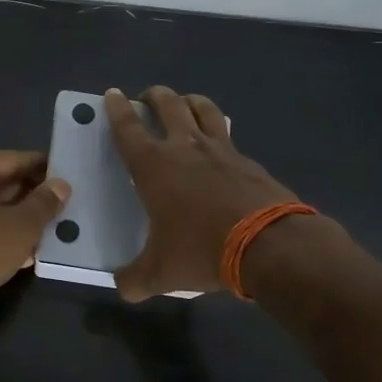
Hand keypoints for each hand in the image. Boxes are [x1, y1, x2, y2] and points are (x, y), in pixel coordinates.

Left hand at [0, 151, 70, 330]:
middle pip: (1, 183)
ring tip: (51, 230)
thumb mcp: (21, 226)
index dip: (43, 167)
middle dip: (32, 195)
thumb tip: (61, 184)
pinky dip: (1, 236)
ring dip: (19, 219)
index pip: (14, 159)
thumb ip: (44, 203)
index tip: (69, 176)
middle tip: (64, 206)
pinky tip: (26, 253)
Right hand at [105, 87, 301, 300]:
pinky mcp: (249, 160)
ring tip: (184, 104)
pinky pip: (228, 135)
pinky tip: (219, 146)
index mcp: (154, 165)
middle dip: (154, 96)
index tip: (112, 94)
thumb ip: (134, 279)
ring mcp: (221, 149)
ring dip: (189, 101)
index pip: (128, 128)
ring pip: (203, 108)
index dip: (117, 109)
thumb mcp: (160, 273)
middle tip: (147, 98)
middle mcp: (185, 147)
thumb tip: (122, 286)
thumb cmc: (202, 250)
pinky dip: (218, 132)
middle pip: (167, 104)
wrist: (269, 245)